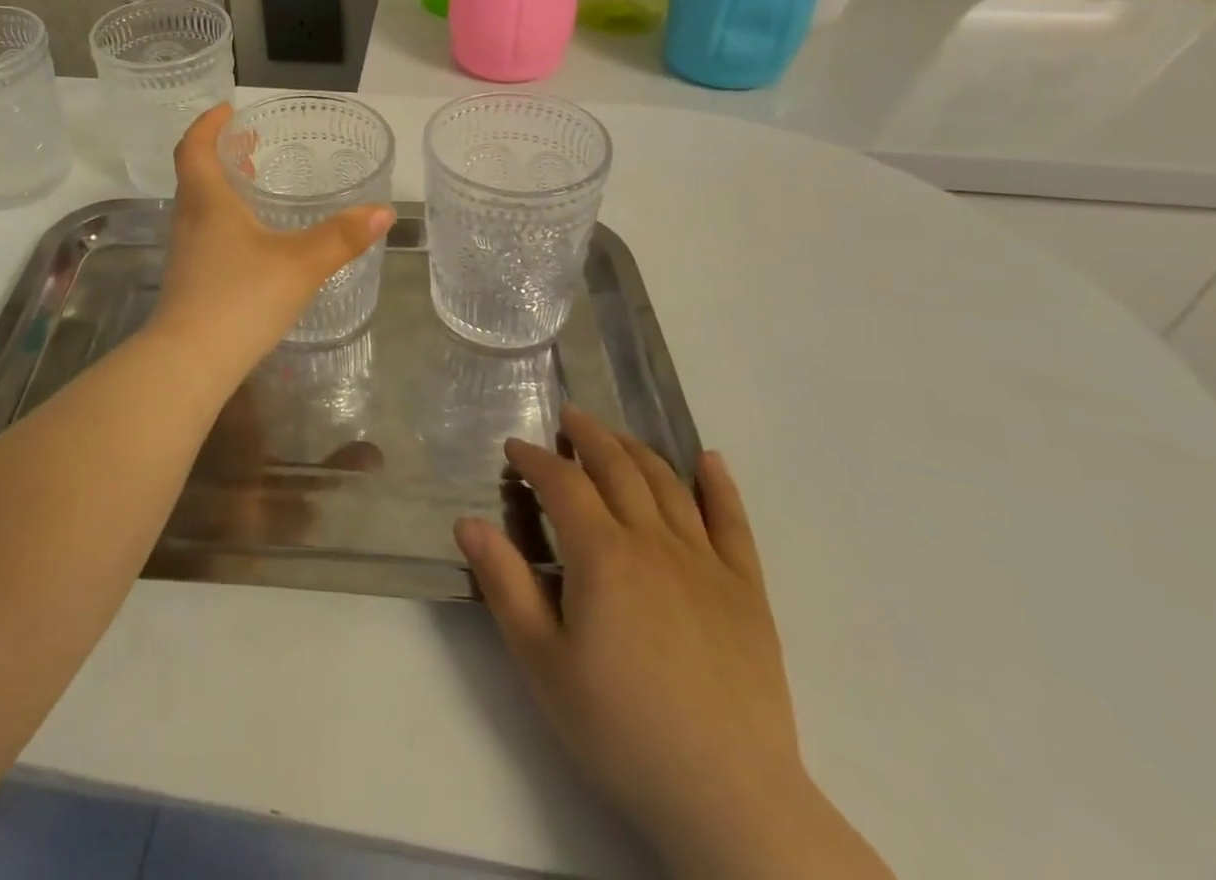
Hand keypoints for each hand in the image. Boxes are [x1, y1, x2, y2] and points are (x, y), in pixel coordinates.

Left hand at [145, 104, 393, 387]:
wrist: (189, 362)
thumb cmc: (241, 299)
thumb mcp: (301, 264)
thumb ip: (342, 238)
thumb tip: (383, 212)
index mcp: (208, 202)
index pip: (194, 148)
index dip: (208, 124)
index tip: (228, 110)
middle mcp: (190, 221)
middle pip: (196, 175)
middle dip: (220, 154)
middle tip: (248, 144)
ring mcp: (186, 253)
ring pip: (199, 206)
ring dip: (222, 188)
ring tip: (254, 186)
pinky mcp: (190, 281)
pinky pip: (204, 234)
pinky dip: (224, 220)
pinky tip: (252, 242)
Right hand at [456, 407, 890, 878]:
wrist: (728, 798)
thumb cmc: (620, 729)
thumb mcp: (542, 661)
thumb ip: (504, 584)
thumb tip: (468, 521)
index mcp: (602, 554)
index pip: (562, 483)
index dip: (535, 458)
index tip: (514, 447)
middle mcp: (653, 541)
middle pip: (617, 467)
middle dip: (587, 436)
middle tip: (568, 417)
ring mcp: (706, 561)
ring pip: (667, 483)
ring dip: (637, 449)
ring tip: (615, 435)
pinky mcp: (747, 589)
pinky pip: (733, 521)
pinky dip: (719, 484)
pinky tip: (708, 460)